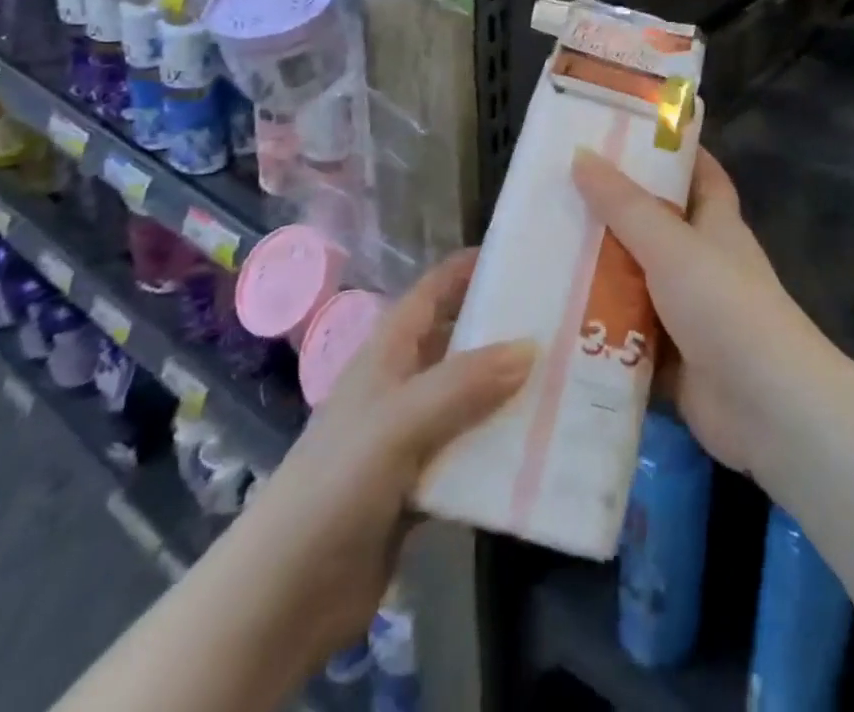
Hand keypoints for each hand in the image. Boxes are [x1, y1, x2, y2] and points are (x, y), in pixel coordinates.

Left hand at [251, 251, 532, 652]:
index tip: (524, 256)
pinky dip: (502, 447)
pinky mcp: (422, 485)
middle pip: (460, 342)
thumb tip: (531, 347)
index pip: (433, 291)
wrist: (285, 596)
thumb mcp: (399, 422)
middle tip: (564, 322)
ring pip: (472, 399)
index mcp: (388, 353)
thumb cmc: (336, 485)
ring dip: (511, 392)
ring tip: (568, 380)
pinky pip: (472, 453)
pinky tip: (543, 447)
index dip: (470, 268)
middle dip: (505, 330)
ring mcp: (412, 437)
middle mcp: (403, 385)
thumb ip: (464, 384)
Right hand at [572, 147, 826, 476]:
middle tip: (556, 194)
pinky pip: (626, 337)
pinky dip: (597, 331)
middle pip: (655, 228)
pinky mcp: (670, 360)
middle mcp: (702, 263)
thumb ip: (625, 206)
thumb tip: (581, 155)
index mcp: (716, 225)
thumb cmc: (725, 307)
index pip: (699, 174)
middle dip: (612, 213)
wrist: (767, 408)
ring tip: (537, 253)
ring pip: (635, 283)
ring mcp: (686, 313)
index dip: (671, 151)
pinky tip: (550, 319)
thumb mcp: (672, 245)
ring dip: (597, 274)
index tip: (625, 134)